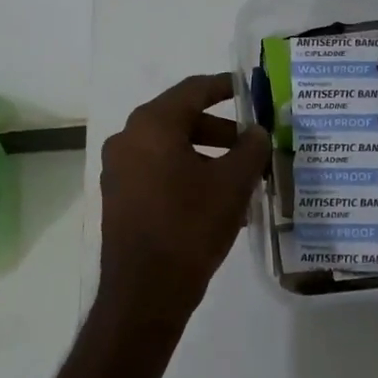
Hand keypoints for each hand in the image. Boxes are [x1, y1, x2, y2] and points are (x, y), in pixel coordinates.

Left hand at [97, 73, 270, 344]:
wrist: (145, 291)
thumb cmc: (190, 225)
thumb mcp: (232, 184)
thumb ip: (251, 149)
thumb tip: (257, 132)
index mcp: (152, 125)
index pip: (193, 90)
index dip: (225, 86)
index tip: (250, 89)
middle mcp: (128, 138)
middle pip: (181, 120)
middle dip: (221, 131)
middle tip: (253, 144)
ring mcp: (119, 169)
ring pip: (171, 149)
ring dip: (207, 157)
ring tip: (242, 179)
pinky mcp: (119, 197)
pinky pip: (158, 172)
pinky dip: (187, 175)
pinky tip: (218, 202)